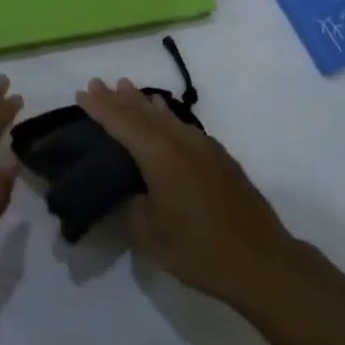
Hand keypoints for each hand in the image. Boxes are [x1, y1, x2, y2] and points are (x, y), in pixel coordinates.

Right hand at [74, 78, 303, 308]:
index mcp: (161, 157)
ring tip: (125, 87)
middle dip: (118, 98)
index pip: (123, 123)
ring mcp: (204, 147)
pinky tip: (163, 113)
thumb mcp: (151, 235)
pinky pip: (183, 125)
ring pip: (166, 116)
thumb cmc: (201, 251)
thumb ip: (135, 205)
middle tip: (98, 83)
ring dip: (143, 102)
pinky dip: (166, 115)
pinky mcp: (219, 158)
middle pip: (144, 112)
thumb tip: (133, 189)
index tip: (82, 94)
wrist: (262, 261)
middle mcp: (182, 142)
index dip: (101, 108)